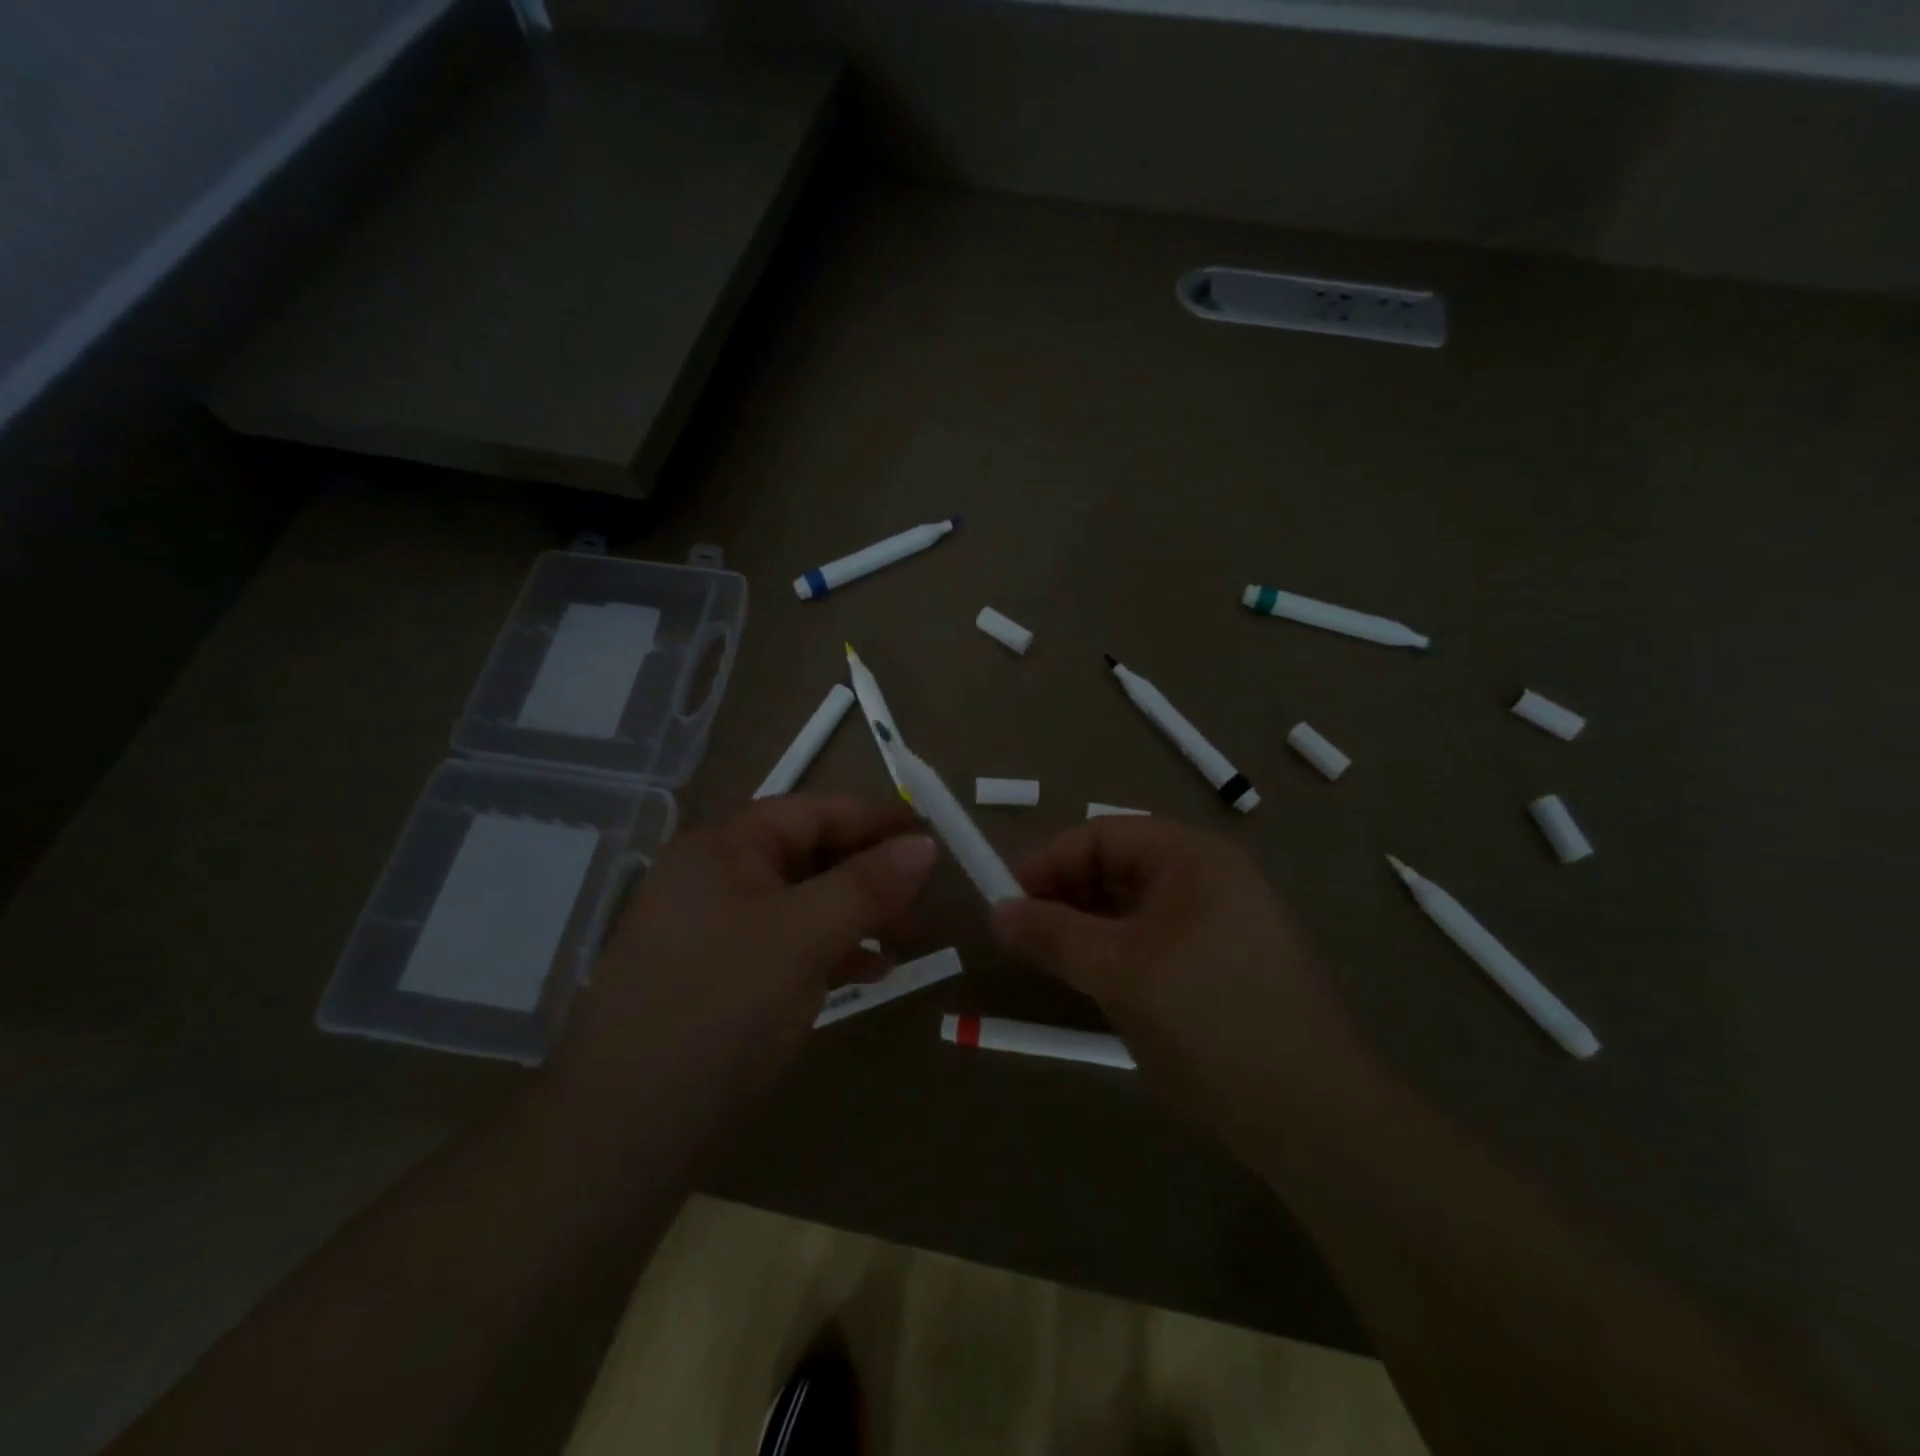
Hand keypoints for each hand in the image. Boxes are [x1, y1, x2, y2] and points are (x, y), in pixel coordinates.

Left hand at [556, 795, 935, 1123]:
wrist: (629, 1126)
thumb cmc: (723, 1004)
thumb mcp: (805, 935)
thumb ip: (868, 884)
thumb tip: (925, 843)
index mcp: (725, 847)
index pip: (814, 812)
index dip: (875, 820)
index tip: (932, 834)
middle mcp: (717, 876)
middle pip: (810, 855)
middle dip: (871, 872)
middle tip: (926, 895)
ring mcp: (717, 928)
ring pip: (804, 902)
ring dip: (858, 913)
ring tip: (909, 935)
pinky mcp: (724, 974)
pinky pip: (790, 943)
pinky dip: (832, 949)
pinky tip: (873, 970)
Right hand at [990, 817, 1373, 1167]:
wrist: (1317, 1120)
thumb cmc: (1210, 1023)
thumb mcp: (1119, 973)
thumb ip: (1053, 935)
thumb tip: (996, 912)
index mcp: (1193, 858)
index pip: (1103, 834)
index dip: (1049, 861)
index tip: (1006, 900)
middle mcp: (1210, 878)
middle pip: (1118, 865)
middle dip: (1065, 893)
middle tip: (1022, 935)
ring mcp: (1221, 922)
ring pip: (1133, 906)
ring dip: (1087, 925)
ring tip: (1050, 960)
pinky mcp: (1223, 963)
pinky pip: (1154, 938)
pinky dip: (1116, 951)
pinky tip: (1094, 981)